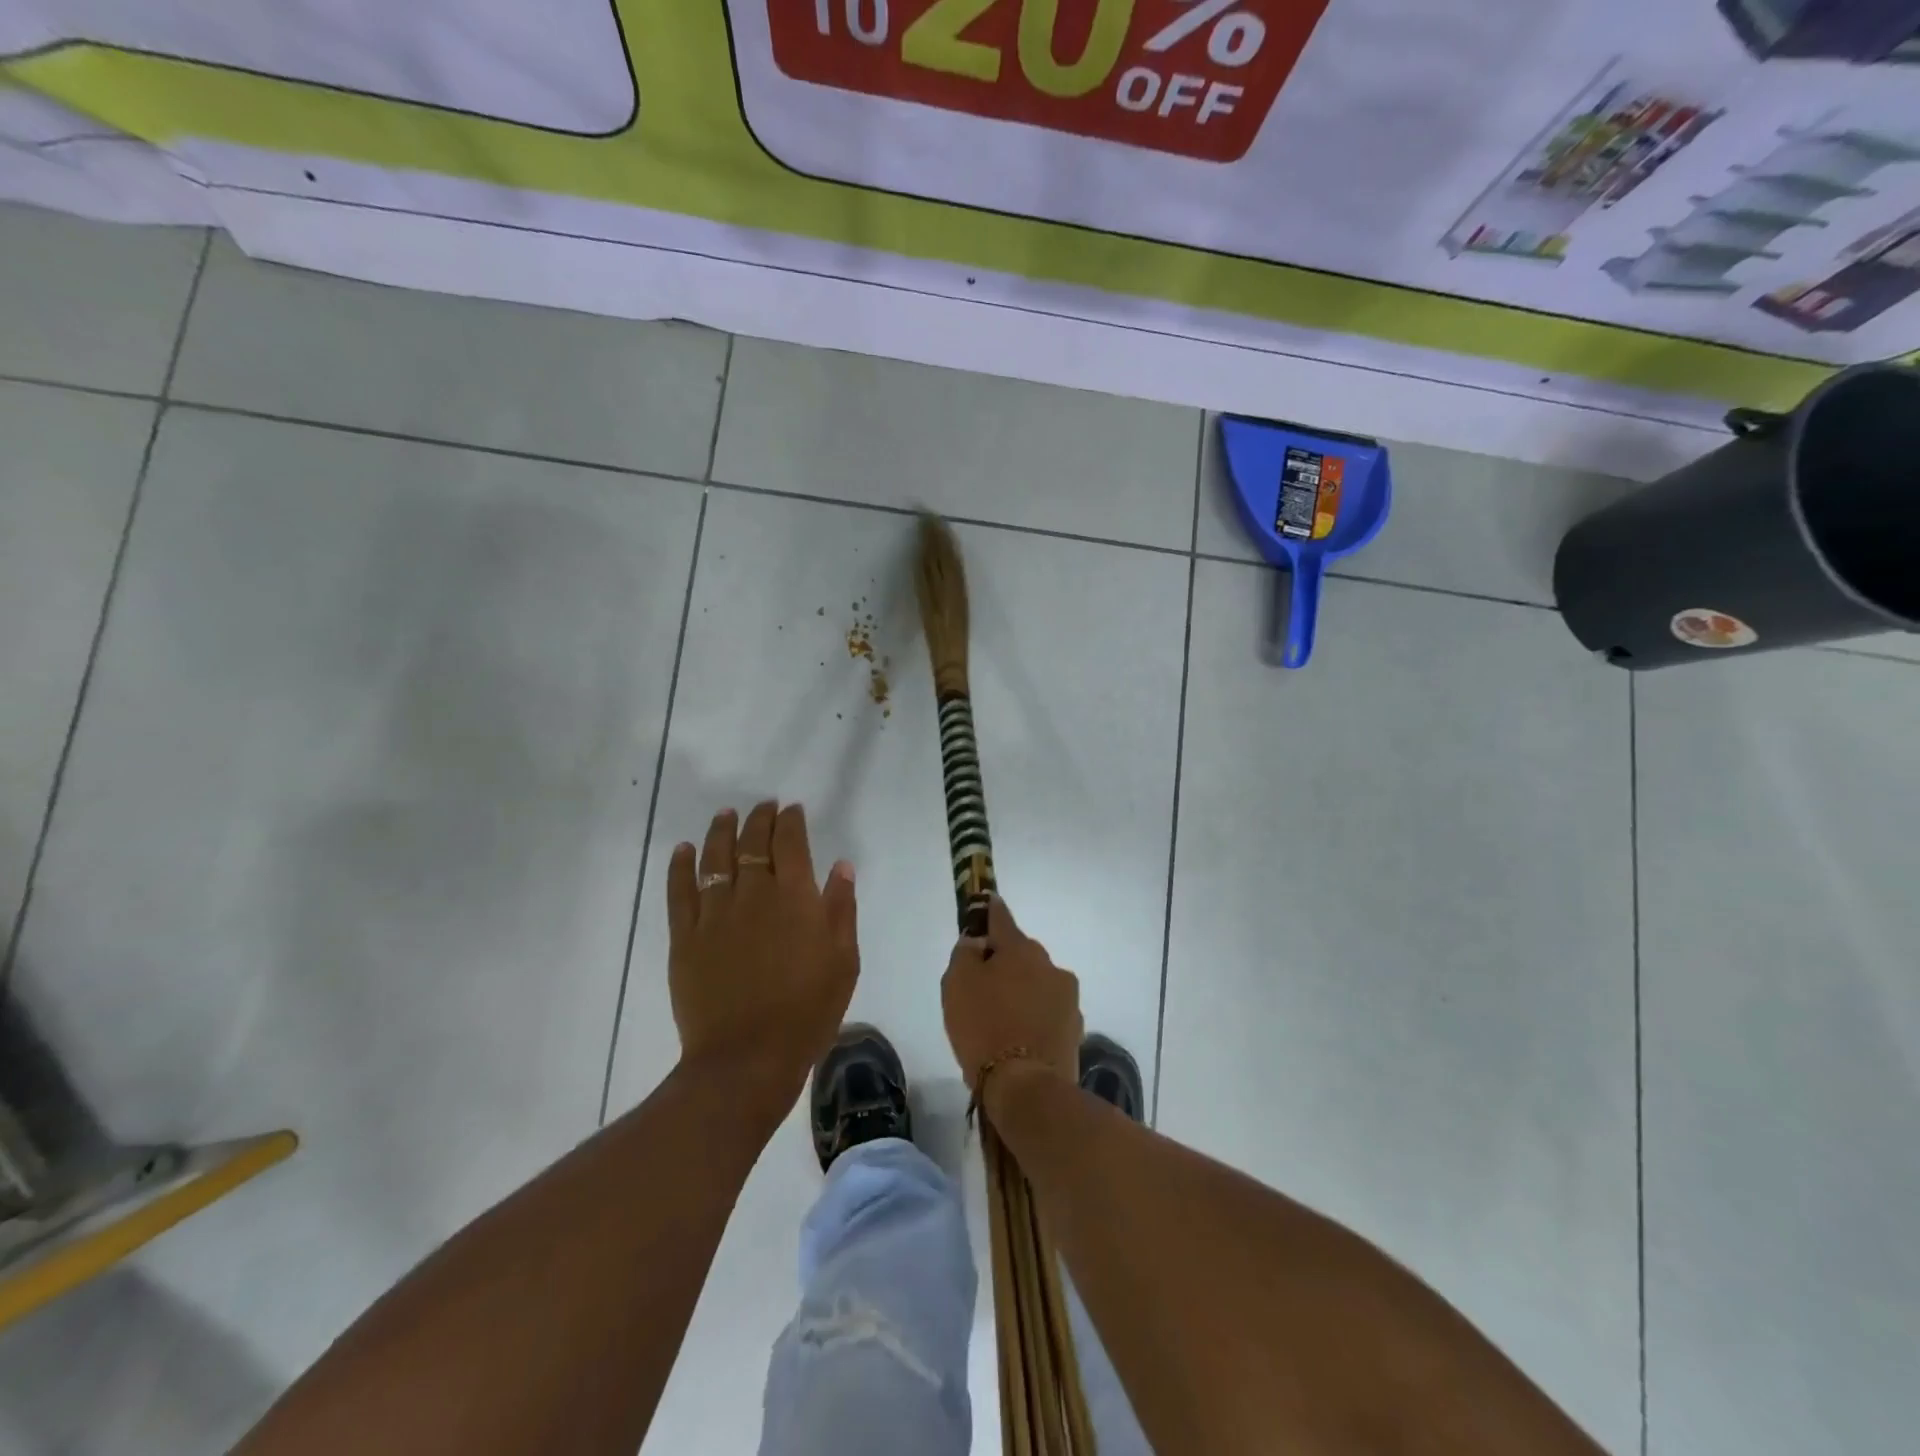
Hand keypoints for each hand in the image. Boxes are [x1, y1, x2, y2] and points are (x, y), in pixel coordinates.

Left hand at [667, 802, 858, 1102]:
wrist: (747, 1058)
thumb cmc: (807, 1011)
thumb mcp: (844, 961)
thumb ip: (841, 909)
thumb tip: (841, 866)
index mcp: (795, 897)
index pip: (790, 842)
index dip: (790, 821)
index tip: (791, 810)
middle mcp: (753, 894)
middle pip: (752, 843)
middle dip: (759, 819)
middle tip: (763, 807)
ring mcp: (714, 914)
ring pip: (715, 858)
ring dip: (721, 832)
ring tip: (725, 815)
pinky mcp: (686, 937)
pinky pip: (680, 892)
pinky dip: (680, 866)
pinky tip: (682, 850)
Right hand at [942, 896, 1082, 1091]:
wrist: (1027, 1088)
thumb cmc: (984, 1027)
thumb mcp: (956, 985)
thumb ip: (965, 954)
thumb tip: (977, 942)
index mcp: (1021, 949)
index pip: (1001, 918)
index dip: (989, 911)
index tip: (986, 902)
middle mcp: (1050, 965)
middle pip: (1021, 954)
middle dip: (1004, 962)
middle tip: (981, 987)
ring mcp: (1067, 998)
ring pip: (1037, 984)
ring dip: (1021, 991)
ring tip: (1000, 1020)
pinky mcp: (1074, 1029)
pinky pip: (1047, 1012)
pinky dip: (1033, 1017)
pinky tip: (1018, 1039)